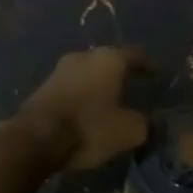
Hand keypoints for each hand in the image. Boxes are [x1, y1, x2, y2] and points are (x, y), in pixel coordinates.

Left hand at [0, 46, 149, 170]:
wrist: (36, 138)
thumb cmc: (90, 127)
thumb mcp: (129, 131)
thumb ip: (145, 123)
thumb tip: (151, 122)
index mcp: (109, 58)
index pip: (135, 55)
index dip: (148, 66)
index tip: (156, 76)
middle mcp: (84, 56)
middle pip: (108, 61)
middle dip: (120, 74)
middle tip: (132, 88)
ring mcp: (60, 69)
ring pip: (87, 73)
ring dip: (98, 85)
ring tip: (109, 101)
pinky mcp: (43, 86)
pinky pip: (71, 86)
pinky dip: (82, 95)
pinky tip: (87, 110)